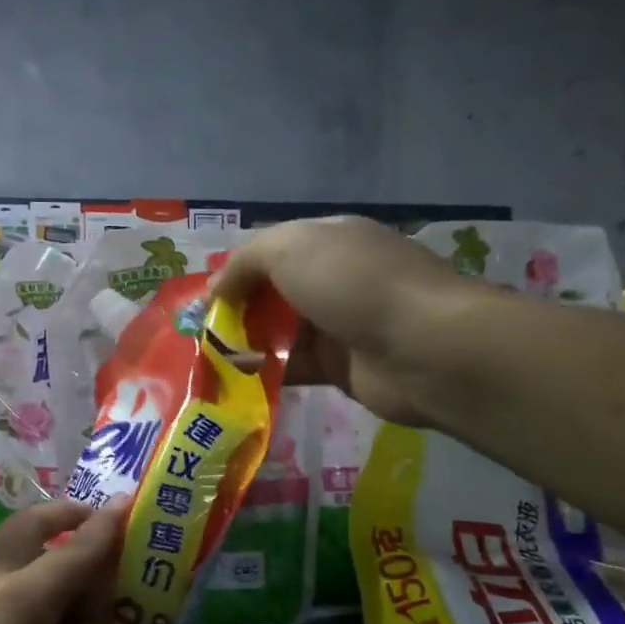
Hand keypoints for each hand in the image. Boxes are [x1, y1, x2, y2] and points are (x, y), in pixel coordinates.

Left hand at [0, 500, 124, 623]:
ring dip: (38, 540)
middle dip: (66, 516)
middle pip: (28, 526)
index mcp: (22, 597)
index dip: (109, 524)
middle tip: (99, 528)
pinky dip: (17, 568)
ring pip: (1, 546)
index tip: (132, 502)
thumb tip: (97, 589)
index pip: (79, 545)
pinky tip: (32, 606)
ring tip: (71, 565)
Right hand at [212, 216, 493, 426]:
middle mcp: (334, 279)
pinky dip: (265, 374)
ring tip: (207, 362)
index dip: (236, 272)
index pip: (271, 251)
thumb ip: (245, 262)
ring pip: (280, 333)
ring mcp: (339, 325)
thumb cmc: (355, 284)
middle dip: (236, 311)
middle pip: (273, 294)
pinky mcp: (341, 368)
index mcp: (328, 241)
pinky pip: (293, 368)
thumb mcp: (291, 249)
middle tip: (200, 335)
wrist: (424, 348)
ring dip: (245, 345)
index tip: (204, 300)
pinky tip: (235, 382)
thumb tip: (214, 290)